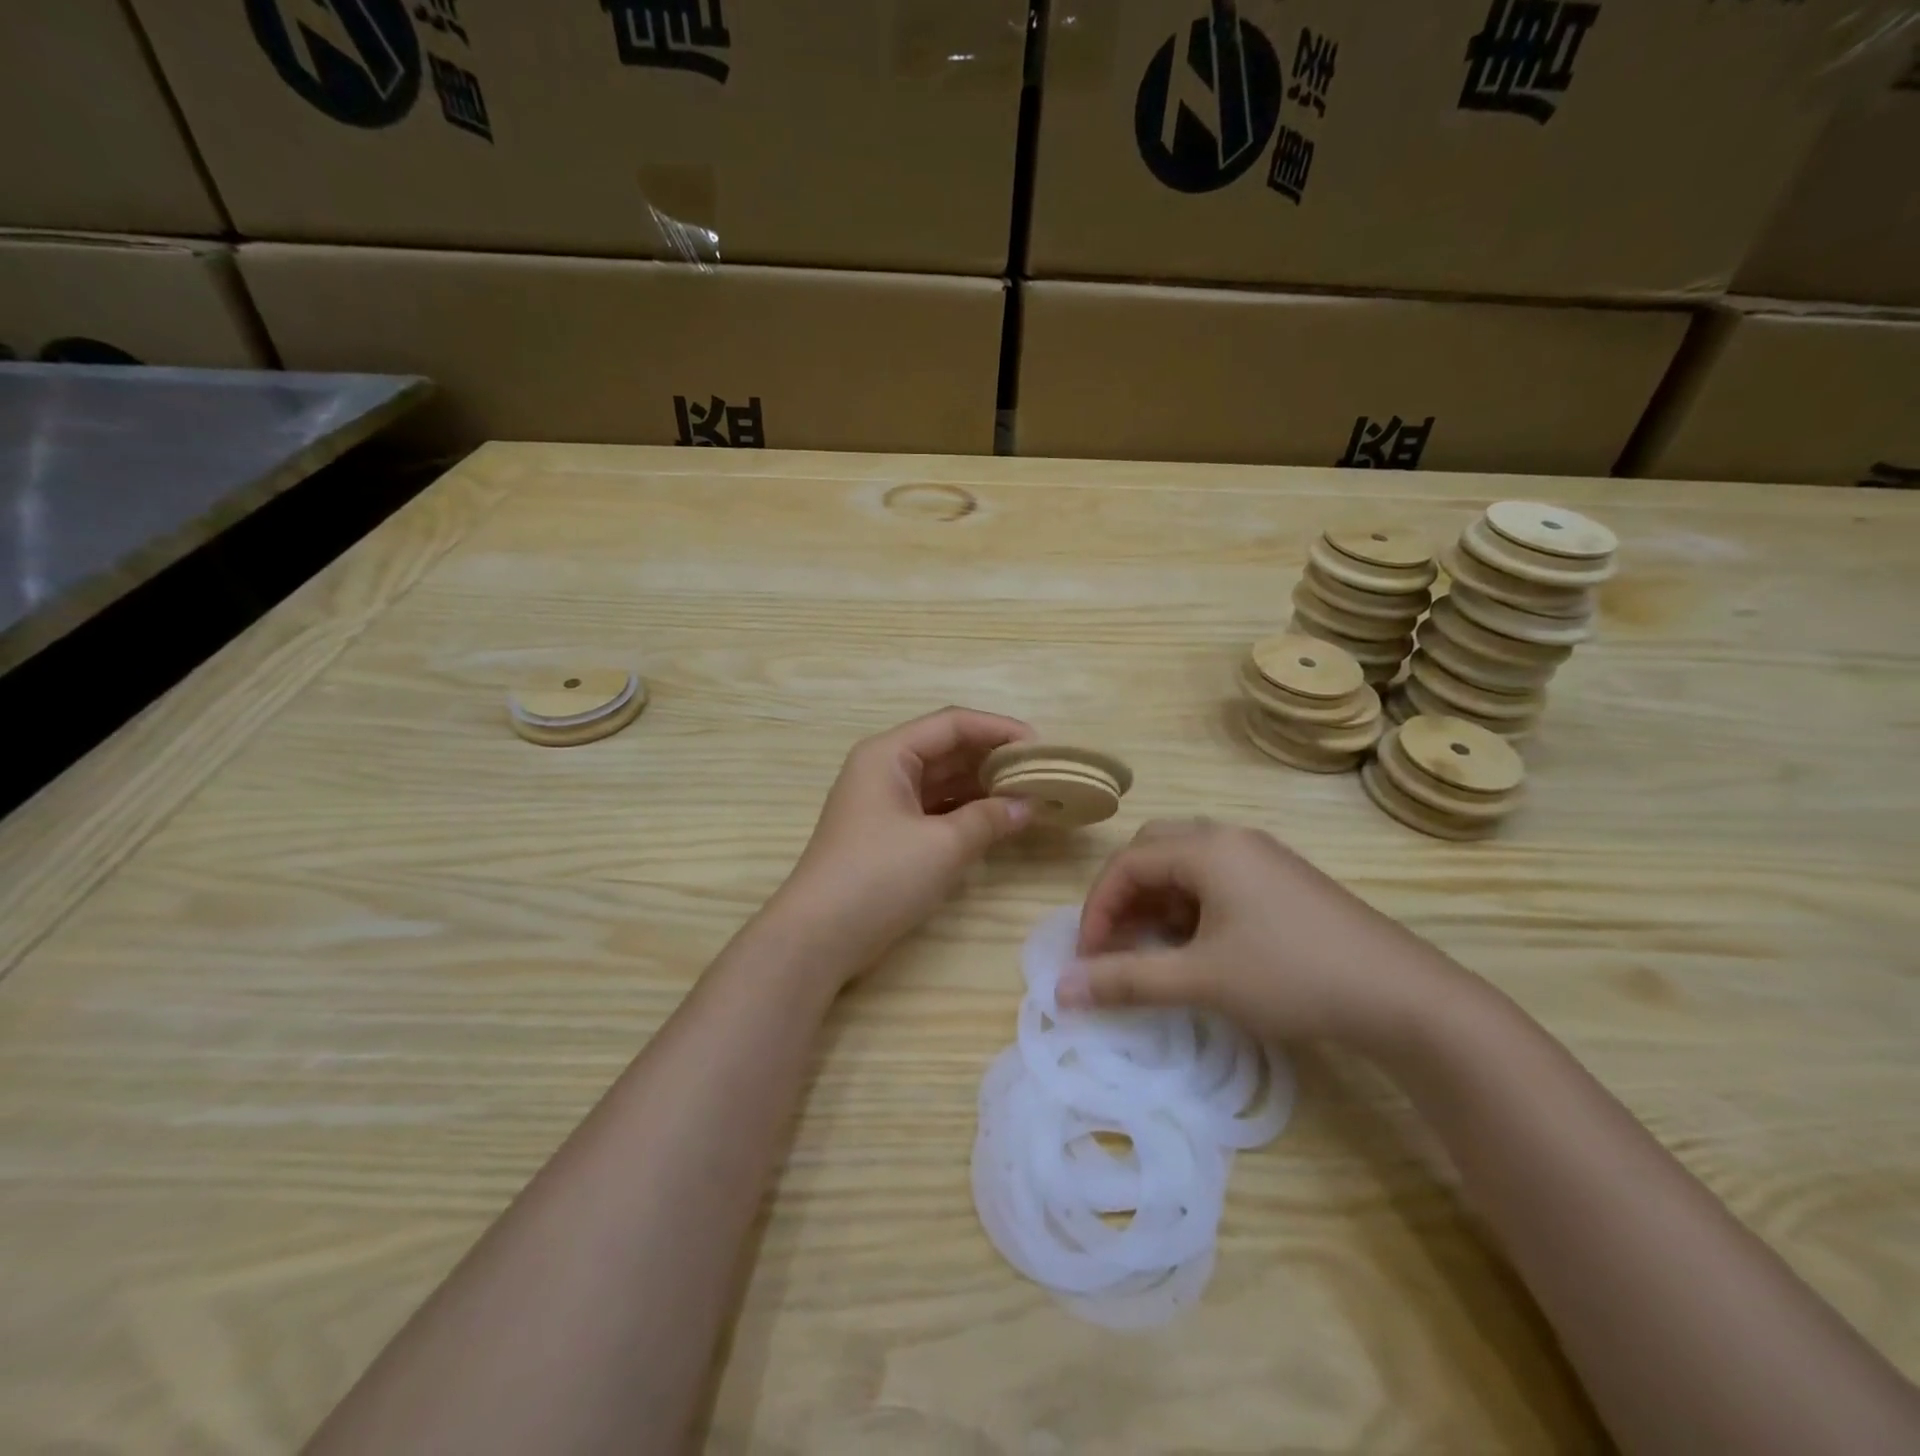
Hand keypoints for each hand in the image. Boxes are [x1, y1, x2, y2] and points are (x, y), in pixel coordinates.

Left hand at [773, 707, 1036, 979]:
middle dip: (994, 759)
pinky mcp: (889, 834)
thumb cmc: (879, 877)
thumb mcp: (943, 846)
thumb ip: (990, 818)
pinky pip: (935, 809)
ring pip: (943, 781)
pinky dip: (966, 812)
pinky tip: (998, 821)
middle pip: (947, 749)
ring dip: (983, 787)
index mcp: (889, 754)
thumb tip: (1030, 805)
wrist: (818, 937)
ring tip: (1029, 796)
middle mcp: (884, 769)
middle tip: (1041, 774)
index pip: (952, 724)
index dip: (999, 730)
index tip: (1040, 748)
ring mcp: (884, 803)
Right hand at [1060, 819, 1471, 1052]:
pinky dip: (1191, 906)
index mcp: (1208, 848)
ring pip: (1186, 866)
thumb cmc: (1292, 976)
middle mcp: (1231, 838)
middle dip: (1125, 897)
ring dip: (1158, 902)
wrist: (1404, 997)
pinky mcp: (1283, 880)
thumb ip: (1127, 980)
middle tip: (1117, 944)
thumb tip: (1061, 990)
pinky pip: (1217, 879)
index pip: (1127, 863)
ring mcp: (1262, 857)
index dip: (1097, 909)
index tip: (1089, 958)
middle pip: (1153, 852)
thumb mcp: (1202, 980)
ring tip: (1155, 950)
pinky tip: (1200, 946)